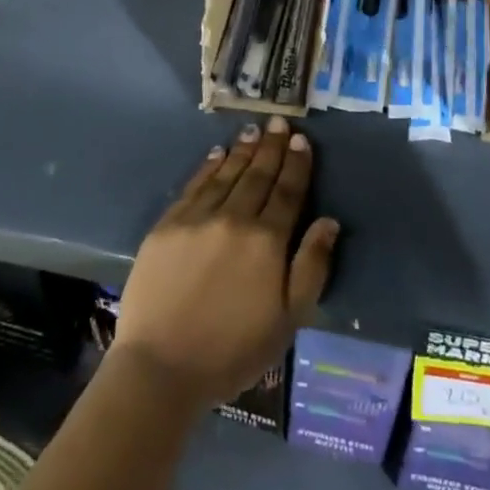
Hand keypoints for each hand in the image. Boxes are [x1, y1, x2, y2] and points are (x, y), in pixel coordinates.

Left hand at [114, 117, 339, 411]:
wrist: (161, 368)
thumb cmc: (233, 350)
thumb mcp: (288, 319)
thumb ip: (311, 266)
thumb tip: (329, 221)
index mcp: (267, 241)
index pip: (287, 192)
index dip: (296, 164)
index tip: (301, 139)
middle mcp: (234, 219)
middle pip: (258, 175)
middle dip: (271, 147)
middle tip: (278, 121)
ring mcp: (197, 218)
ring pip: (226, 174)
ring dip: (242, 151)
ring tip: (253, 131)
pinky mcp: (167, 226)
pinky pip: (194, 186)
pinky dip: (208, 167)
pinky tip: (217, 154)